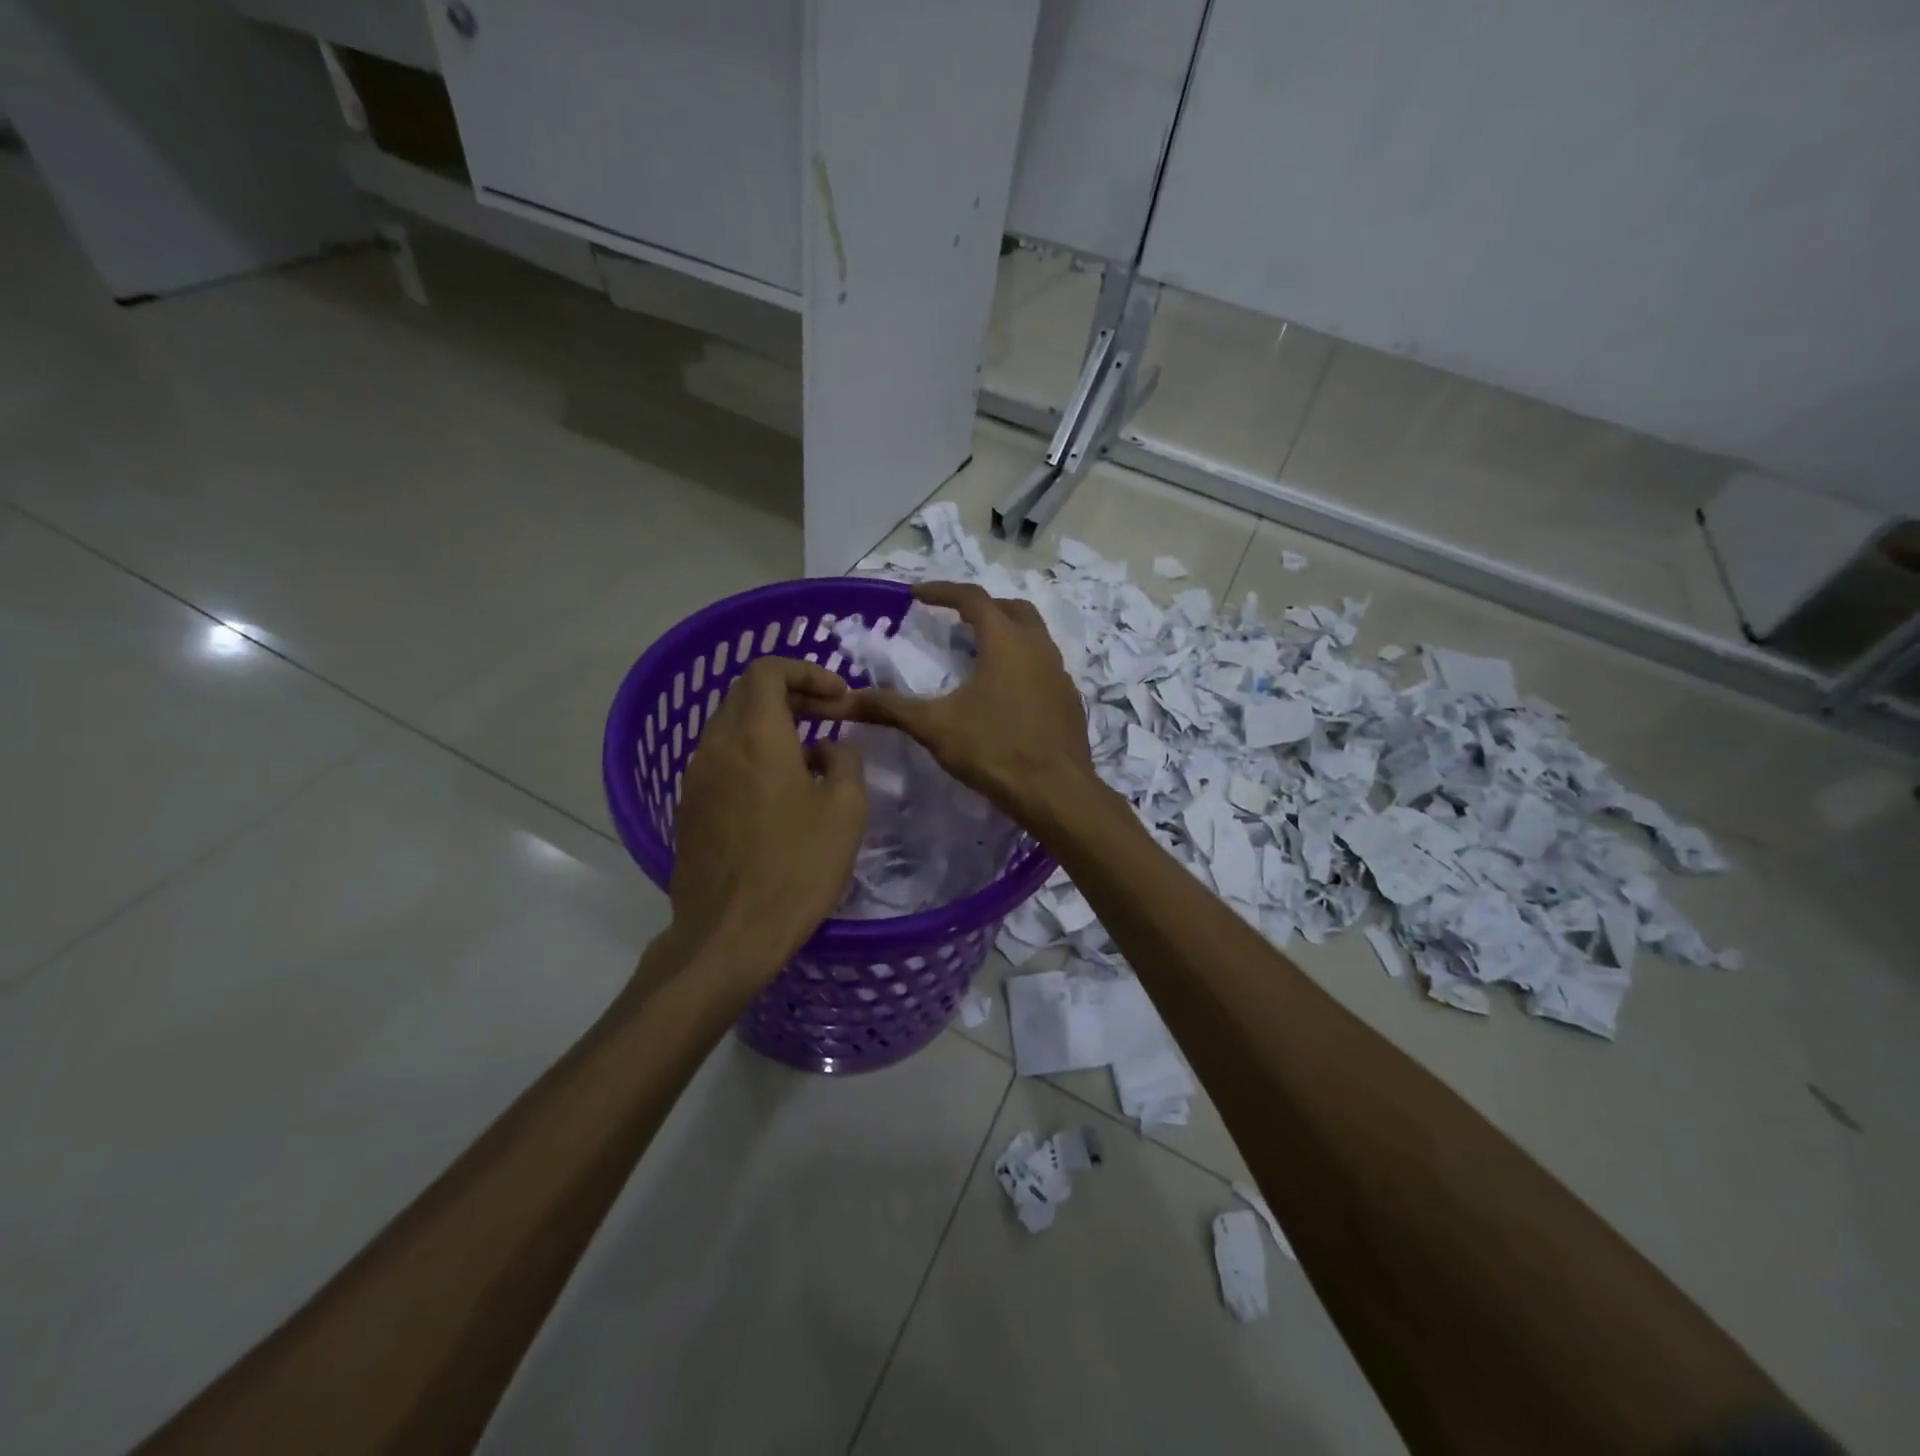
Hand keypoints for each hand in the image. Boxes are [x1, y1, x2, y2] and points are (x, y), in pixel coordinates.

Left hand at [666, 657, 868, 981]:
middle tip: (830, 717)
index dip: (806, 671)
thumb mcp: (846, 810)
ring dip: (771, 726)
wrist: (729, 934)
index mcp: (756, 735)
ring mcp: (696, 777)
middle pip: (747, 694)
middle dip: (792, 694)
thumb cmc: (797, 868)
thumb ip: (843, 761)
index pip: (768, 670)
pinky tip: (779, 791)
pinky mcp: (689, 808)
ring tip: (809, 755)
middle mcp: (717, 745)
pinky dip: (752, 754)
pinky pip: (722, 760)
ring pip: (732, 726)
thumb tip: (826, 748)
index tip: (838, 697)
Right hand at [824, 582, 1097, 826]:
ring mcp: (1059, 673)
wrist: (1056, 792)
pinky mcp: (1069, 699)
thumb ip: (891, 708)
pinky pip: (1044, 666)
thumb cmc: (995, 750)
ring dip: (1006, 634)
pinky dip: (1022, 664)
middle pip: (1011, 609)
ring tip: (978, 654)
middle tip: (955, 621)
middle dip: (981, 608)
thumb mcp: (935, 727)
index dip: (942, 592)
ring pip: (1033, 636)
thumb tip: (844, 700)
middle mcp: (1038, 647)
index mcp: (1005, 641)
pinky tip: (1006, 693)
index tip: (917, 596)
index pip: (972, 598)